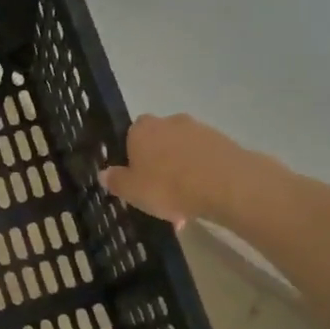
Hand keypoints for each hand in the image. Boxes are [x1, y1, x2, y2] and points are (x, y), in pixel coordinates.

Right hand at [100, 114, 254, 226]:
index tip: (136, 180)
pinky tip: (204, 200)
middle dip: (159, 165)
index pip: (130, 136)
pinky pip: (204, 159)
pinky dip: (201, 176)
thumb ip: (116, 181)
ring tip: (185, 206)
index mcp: (141, 130)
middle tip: (160, 196)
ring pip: (182, 153)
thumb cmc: (168, 186)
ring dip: (181, 173)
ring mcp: (198, 129)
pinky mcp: (222, 141)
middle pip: (158, 143)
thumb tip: (104, 173)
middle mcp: (168, 122)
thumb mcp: (132, 191)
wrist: (225, 184)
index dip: (132, 158)